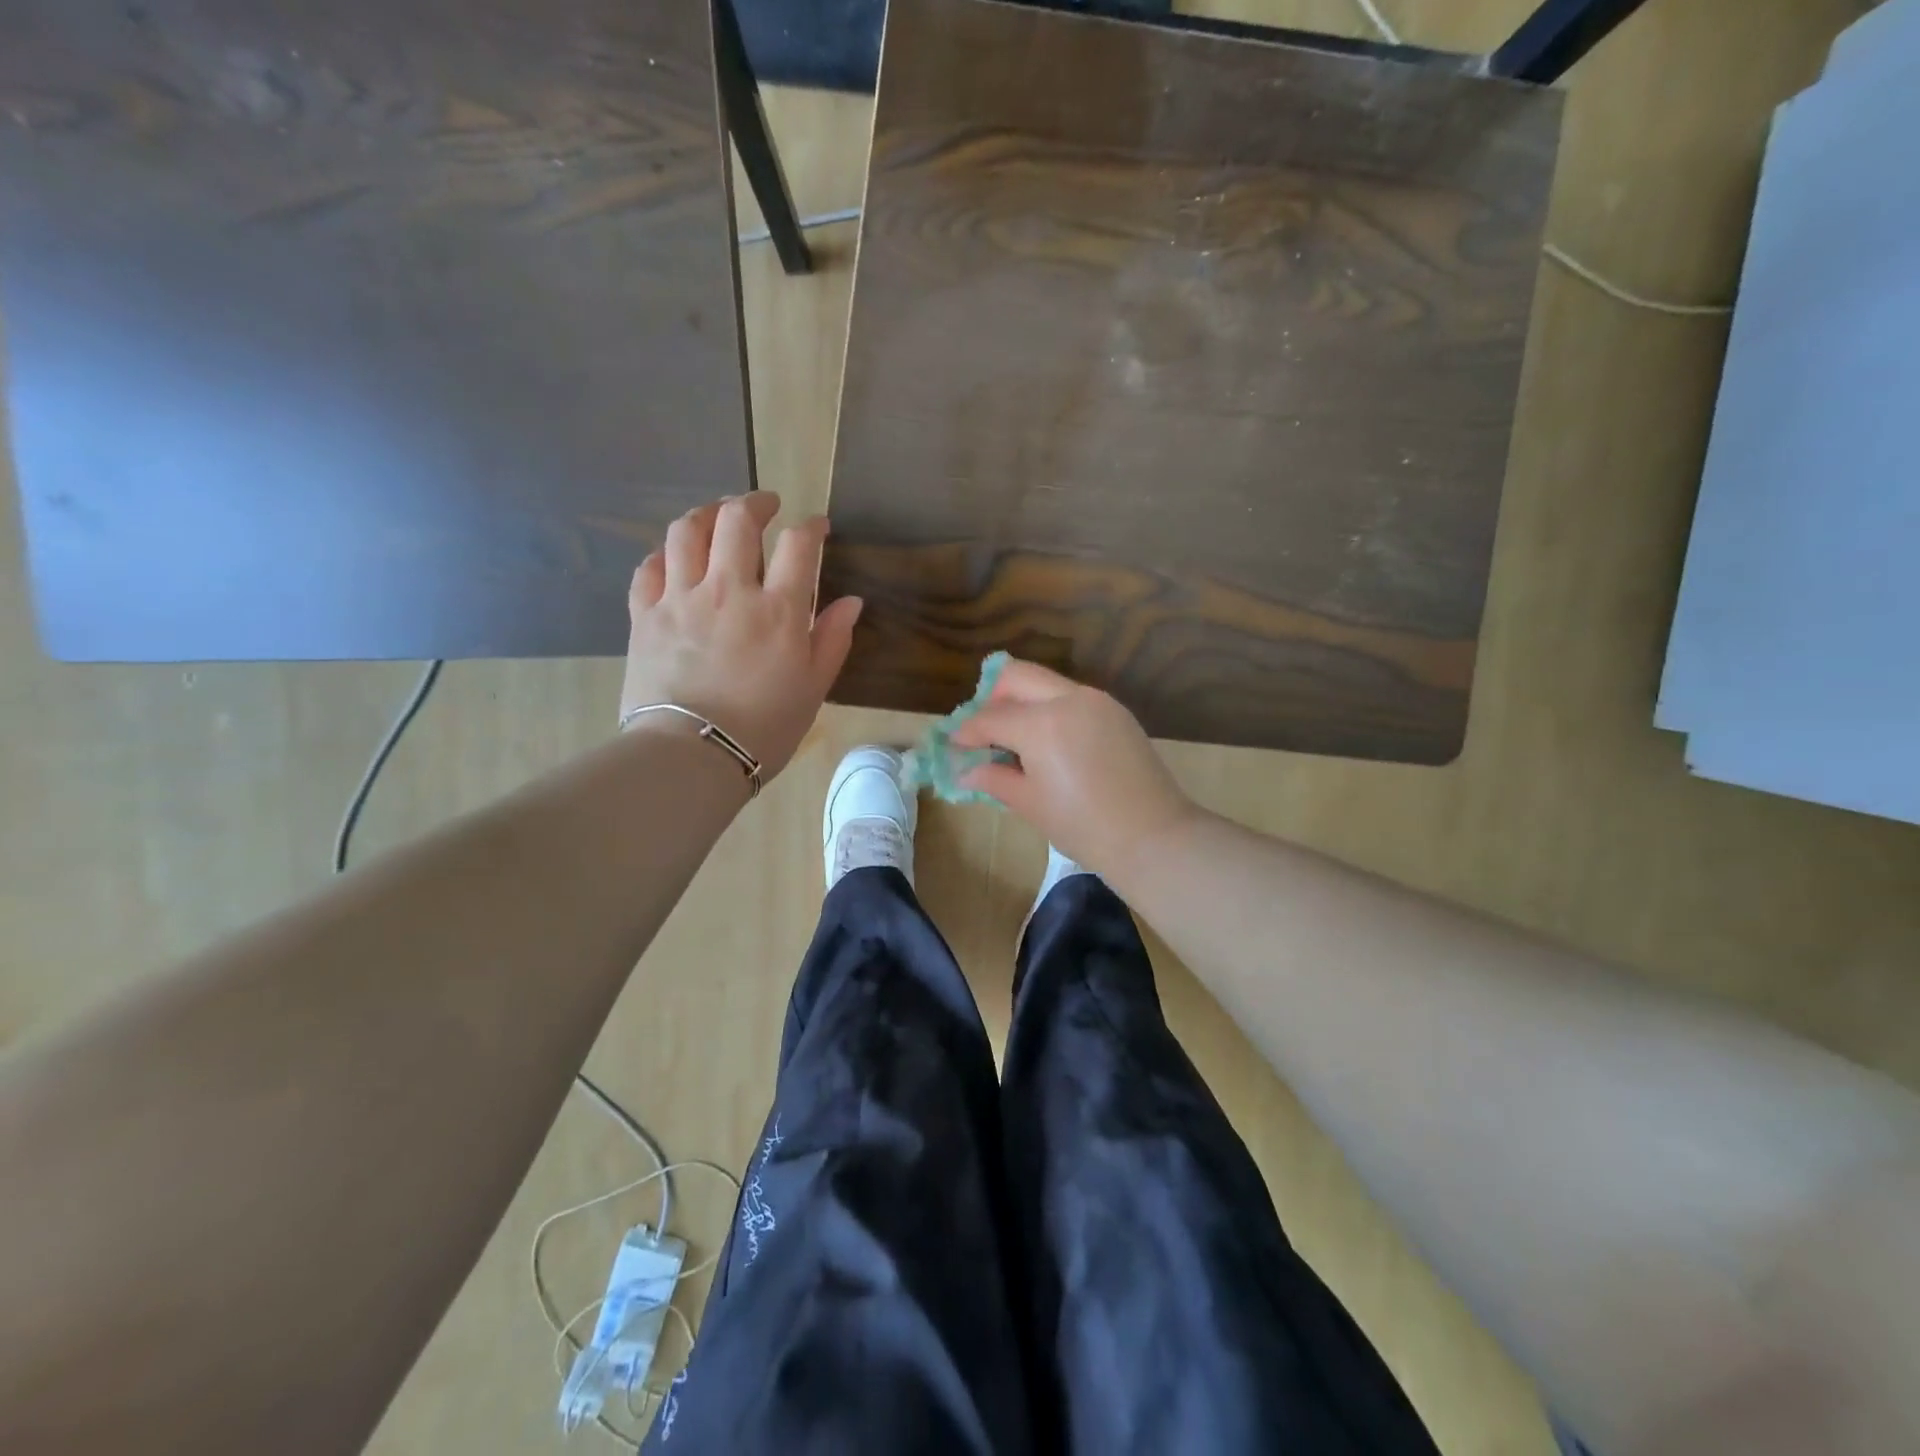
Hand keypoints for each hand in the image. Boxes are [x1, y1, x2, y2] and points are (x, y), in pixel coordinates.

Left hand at [620, 493, 860, 780]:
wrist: (693, 755)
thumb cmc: (764, 728)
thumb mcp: (813, 688)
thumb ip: (832, 639)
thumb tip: (851, 602)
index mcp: (778, 610)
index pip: (799, 545)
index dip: (812, 527)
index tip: (817, 527)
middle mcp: (729, 590)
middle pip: (737, 520)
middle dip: (755, 503)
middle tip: (765, 506)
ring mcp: (681, 598)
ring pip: (687, 531)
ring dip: (706, 514)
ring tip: (716, 517)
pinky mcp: (646, 615)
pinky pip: (649, 568)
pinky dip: (664, 555)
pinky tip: (674, 559)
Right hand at [951, 658, 1199, 884]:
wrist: (1153, 836)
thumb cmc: (1082, 826)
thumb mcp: (1030, 804)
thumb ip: (994, 779)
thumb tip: (966, 772)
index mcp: (1041, 723)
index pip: (990, 718)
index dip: (967, 732)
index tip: (955, 745)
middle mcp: (1068, 699)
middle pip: (1017, 677)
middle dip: (993, 699)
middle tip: (985, 732)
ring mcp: (1097, 701)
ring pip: (1047, 683)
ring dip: (1024, 702)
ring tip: (1017, 741)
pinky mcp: (1117, 712)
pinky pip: (1073, 698)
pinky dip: (1052, 710)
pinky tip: (1051, 744)